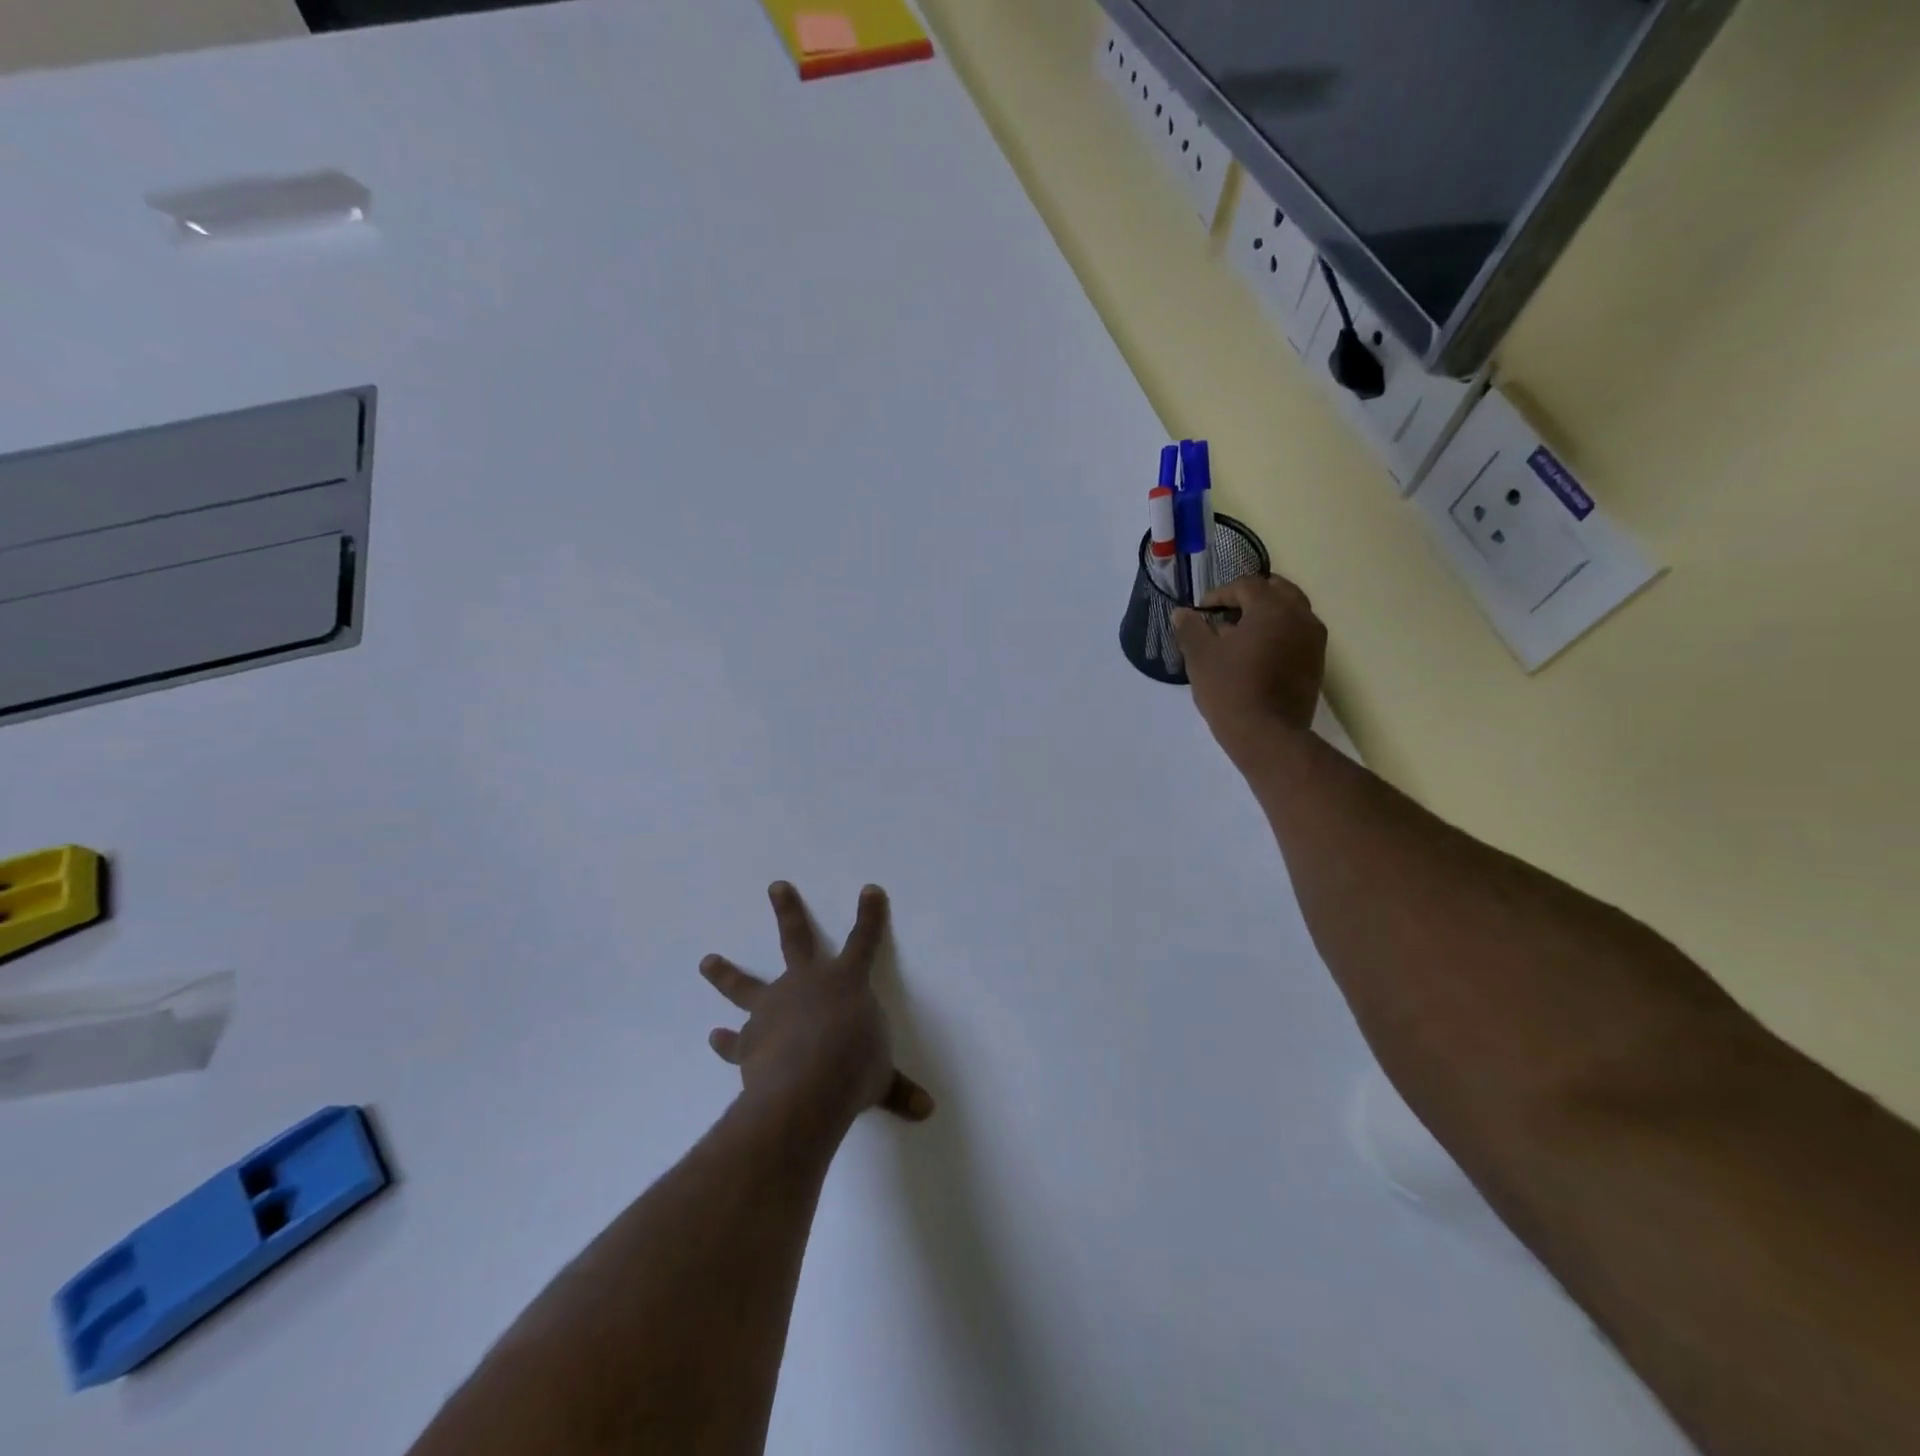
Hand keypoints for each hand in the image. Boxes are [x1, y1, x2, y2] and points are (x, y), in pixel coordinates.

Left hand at [701, 882, 934, 1130]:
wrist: (807, 1084)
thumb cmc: (855, 1067)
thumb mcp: (882, 1077)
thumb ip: (898, 1090)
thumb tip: (926, 1110)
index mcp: (846, 982)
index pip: (864, 941)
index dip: (869, 915)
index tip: (870, 890)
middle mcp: (806, 984)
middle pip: (797, 938)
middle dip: (788, 910)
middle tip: (775, 886)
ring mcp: (773, 1008)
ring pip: (745, 985)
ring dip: (725, 974)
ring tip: (706, 961)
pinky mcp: (749, 1040)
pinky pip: (735, 1040)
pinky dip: (725, 1041)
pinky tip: (714, 1037)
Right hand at [1173, 573, 1326, 763]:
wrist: (1268, 736)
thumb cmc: (1230, 690)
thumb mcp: (1200, 657)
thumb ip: (1190, 628)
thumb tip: (1182, 613)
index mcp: (1272, 608)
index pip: (1246, 585)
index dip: (1220, 594)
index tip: (1202, 612)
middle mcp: (1300, 616)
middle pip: (1277, 591)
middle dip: (1250, 598)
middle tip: (1226, 615)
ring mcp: (1314, 641)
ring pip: (1291, 612)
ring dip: (1266, 615)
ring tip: (1240, 636)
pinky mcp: (1317, 664)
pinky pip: (1297, 635)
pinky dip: (1278, 635)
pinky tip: (1256, 656)